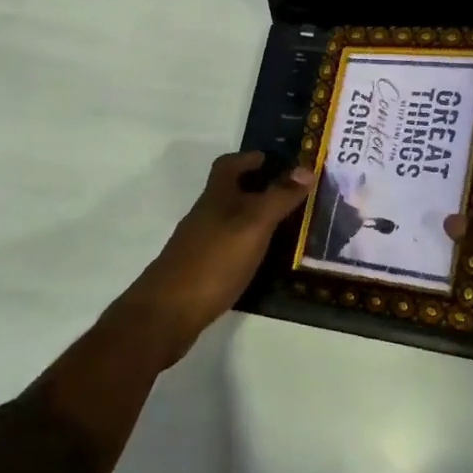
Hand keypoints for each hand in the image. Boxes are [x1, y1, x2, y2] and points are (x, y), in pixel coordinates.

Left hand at [121, 151, 309, 360]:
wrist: (166, 314)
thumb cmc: (213, 261)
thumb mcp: (253, 225)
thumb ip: (279, 198)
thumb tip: (306, 168)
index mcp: (216, 198)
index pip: (227, 165)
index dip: (247, 158)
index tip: (269, 159)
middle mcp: (205, 216)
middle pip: (228, 193)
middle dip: (256, 189)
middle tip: (288, 195)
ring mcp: (198, 245)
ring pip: (229, 222)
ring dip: (252, 219)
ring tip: (283, 228)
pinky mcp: (198, 272)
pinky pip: (227, 248)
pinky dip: (245, 246)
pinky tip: (260, 261)